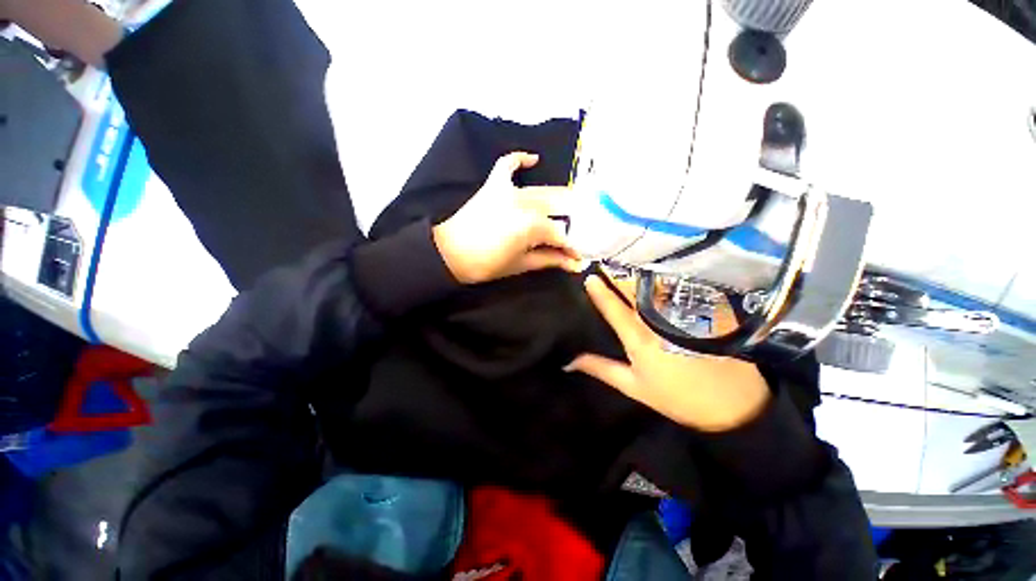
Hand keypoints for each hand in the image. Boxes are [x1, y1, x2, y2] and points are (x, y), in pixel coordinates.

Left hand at [432, 152, 581, 283]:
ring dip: (559, 200)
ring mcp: (510, 190)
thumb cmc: (487, 265)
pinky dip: (521, 159)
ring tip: (570, 209)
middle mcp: (527, 203)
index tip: (579, 255)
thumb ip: (551, 260)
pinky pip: (509, 164)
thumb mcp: (522, 264)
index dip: (574, 246)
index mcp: (534, 226)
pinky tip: (534, 159)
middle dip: (574, 221)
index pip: (563, 234)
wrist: (450, 254)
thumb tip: (576, 264)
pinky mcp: (494, 184)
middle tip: (579, 232)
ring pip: (543, 191)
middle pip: (560, 208)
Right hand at [566, 274, 770, 431]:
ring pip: (656, 285)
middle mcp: (659, 320)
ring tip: (628, 261)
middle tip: (606, 259)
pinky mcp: (705, 310)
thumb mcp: (634, 387)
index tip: (588, 276)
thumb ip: (601, 369)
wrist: (734, 405)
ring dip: (640, 272)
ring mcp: (684, 312)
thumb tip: (568, 362)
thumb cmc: (677, 397)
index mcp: (639, 338)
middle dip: (617, 274)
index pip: (613, 308)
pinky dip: (667, 277)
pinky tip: (660, 270)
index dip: (599, 291)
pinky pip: (682, 288)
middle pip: (633, 290)